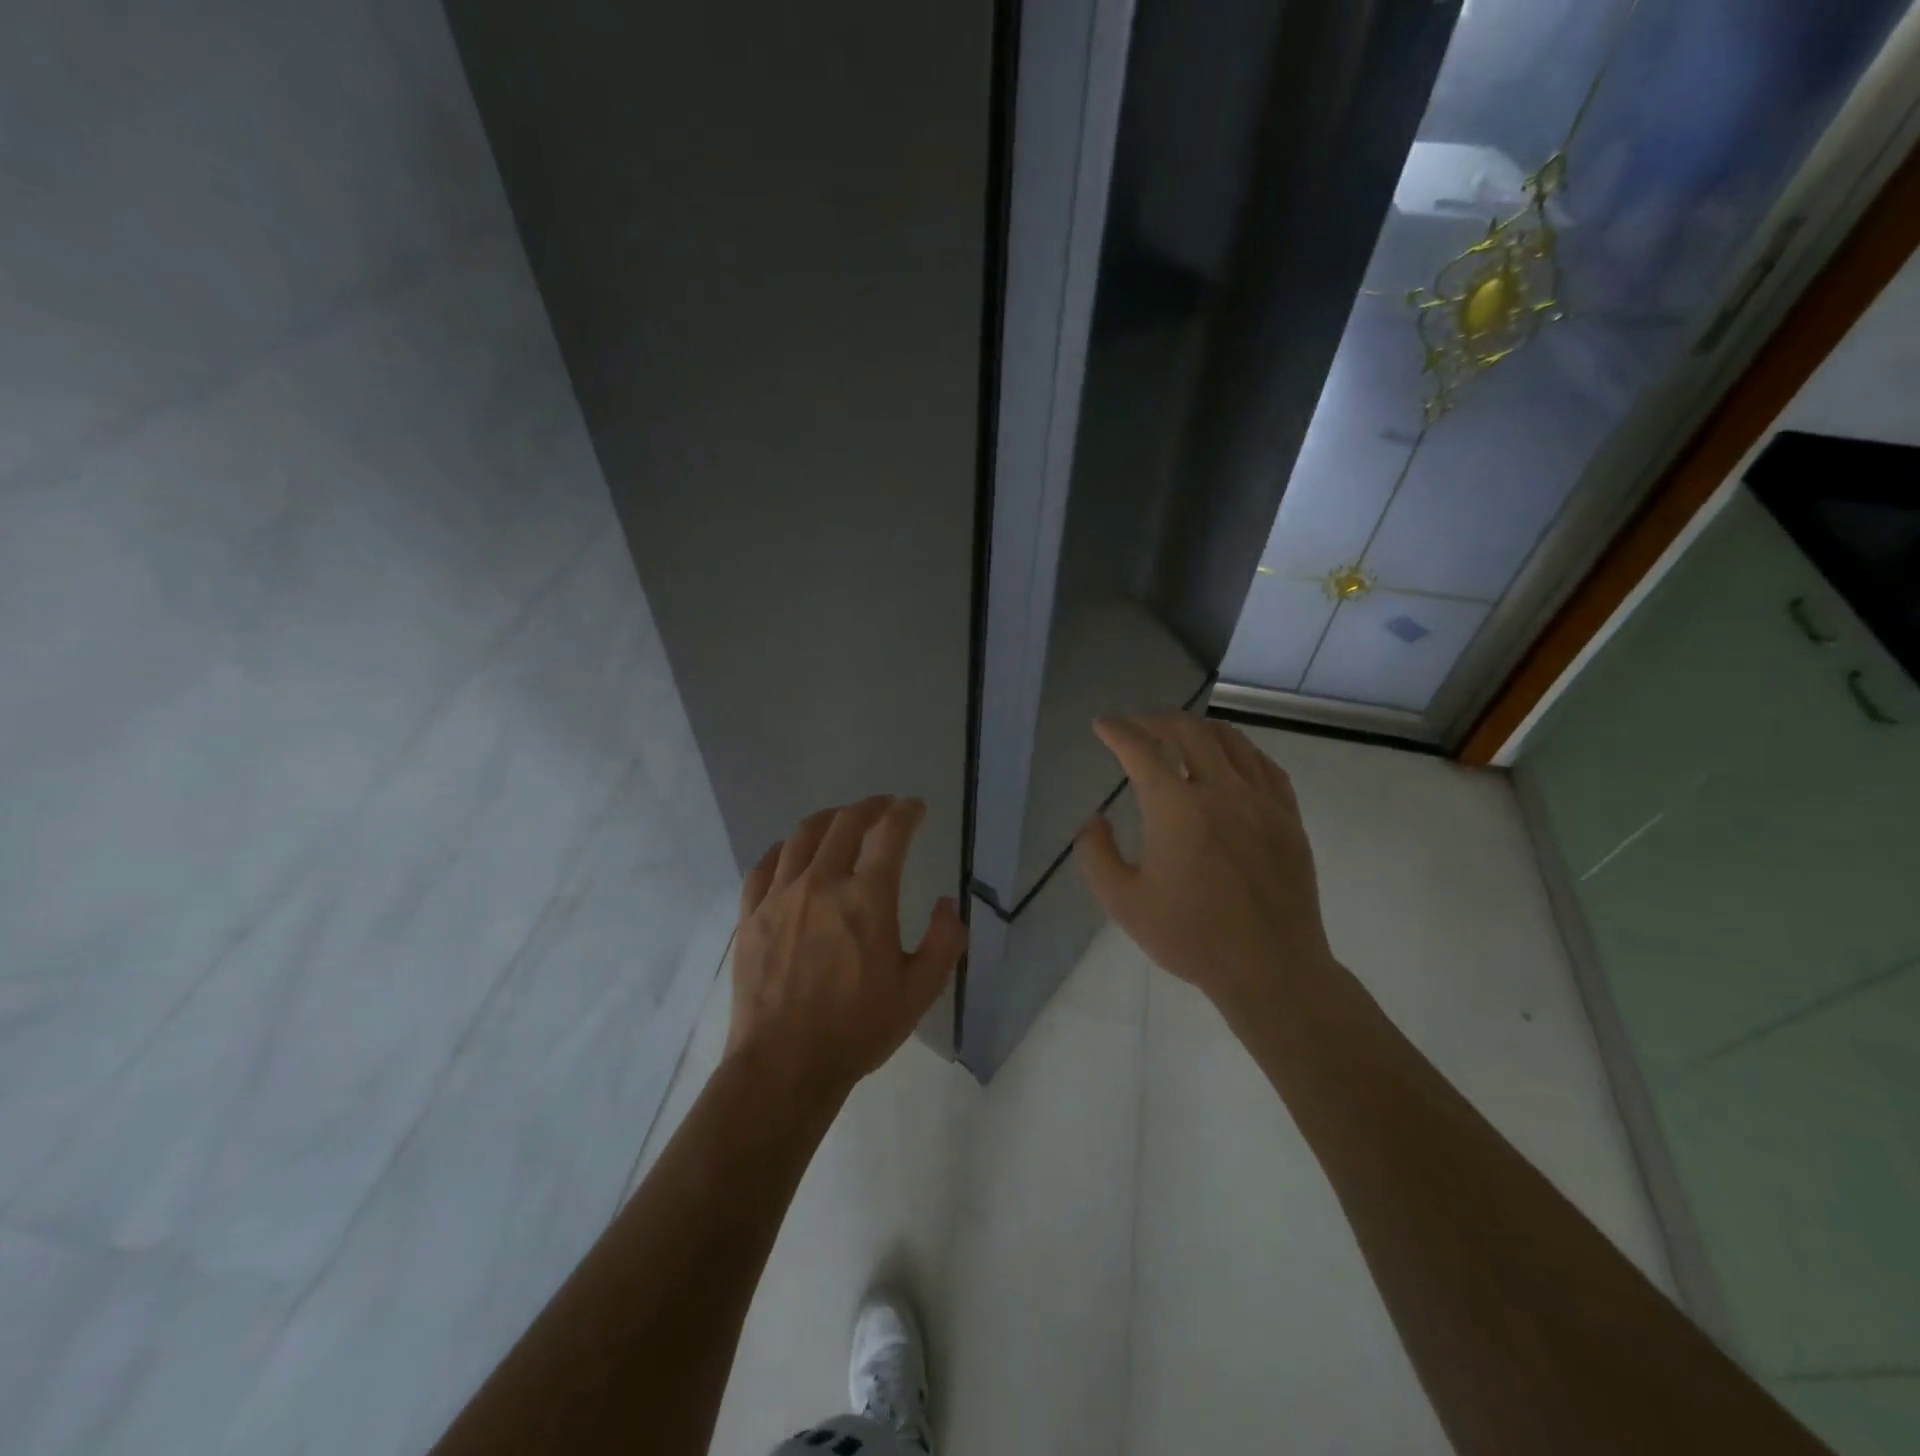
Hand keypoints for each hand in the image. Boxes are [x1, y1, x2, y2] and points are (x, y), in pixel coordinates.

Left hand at [727, 795, 966, 1101]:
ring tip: (841, 820)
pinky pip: (765, 866)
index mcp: (867, 899)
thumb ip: (944, 941)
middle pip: (844, 823)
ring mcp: (780, 897)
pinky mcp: (751, 916)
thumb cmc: (857, 1029)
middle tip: (884, 807)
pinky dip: (783, 849)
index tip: (915, 808)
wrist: (783, 1067)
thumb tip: (946, 903)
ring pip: (802, 836)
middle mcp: (821, 884)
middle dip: (870, 807)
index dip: (905, 812)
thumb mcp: (919, 992)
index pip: (889, 833)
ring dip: (828, 819)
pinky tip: (791, 853)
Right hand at [1075, 714, 1337, 1018]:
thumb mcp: (1124, 903)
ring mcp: (1261, 801)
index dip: (1118, 732)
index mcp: (1176, 809)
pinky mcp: (1288, 817)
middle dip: (1157, 720)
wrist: (1270, 968)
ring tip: (1181, 732)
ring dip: (1199, 728)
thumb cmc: (1191, 937)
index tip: (1103, 724)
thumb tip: (1094, 821)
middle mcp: (1221, 791)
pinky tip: (1232, 758)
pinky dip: (1240, 750)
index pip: (1141, 751)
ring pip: (1231, 740)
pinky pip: (1265, 765)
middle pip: (1188, 732)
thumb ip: (1096, 856)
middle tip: (1139, 724)